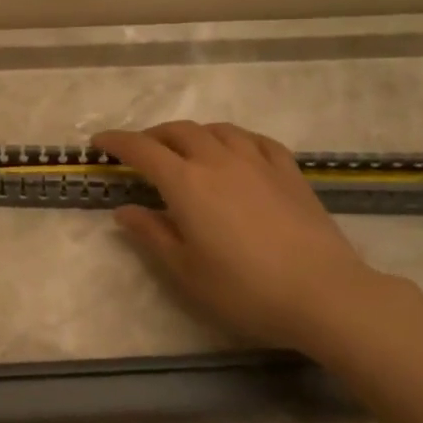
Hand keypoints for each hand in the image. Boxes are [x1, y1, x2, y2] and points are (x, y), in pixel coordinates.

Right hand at [92, 121, 389, 352]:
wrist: (324, 293)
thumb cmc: (245, 289)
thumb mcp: (185, 271)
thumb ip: (151, 235)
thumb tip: (125, 210)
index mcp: (186, 183)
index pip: (142, 150)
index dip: (116, 142)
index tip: (98, 142)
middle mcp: (218, 160)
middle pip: (178, 131)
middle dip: (153, 136)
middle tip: (140, 151)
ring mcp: (257, 161)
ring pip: (217, 129)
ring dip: (192, 133)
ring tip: (185, 148)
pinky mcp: (289, 171)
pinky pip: (254, 139)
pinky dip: (233, 138)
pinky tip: (235, 150)